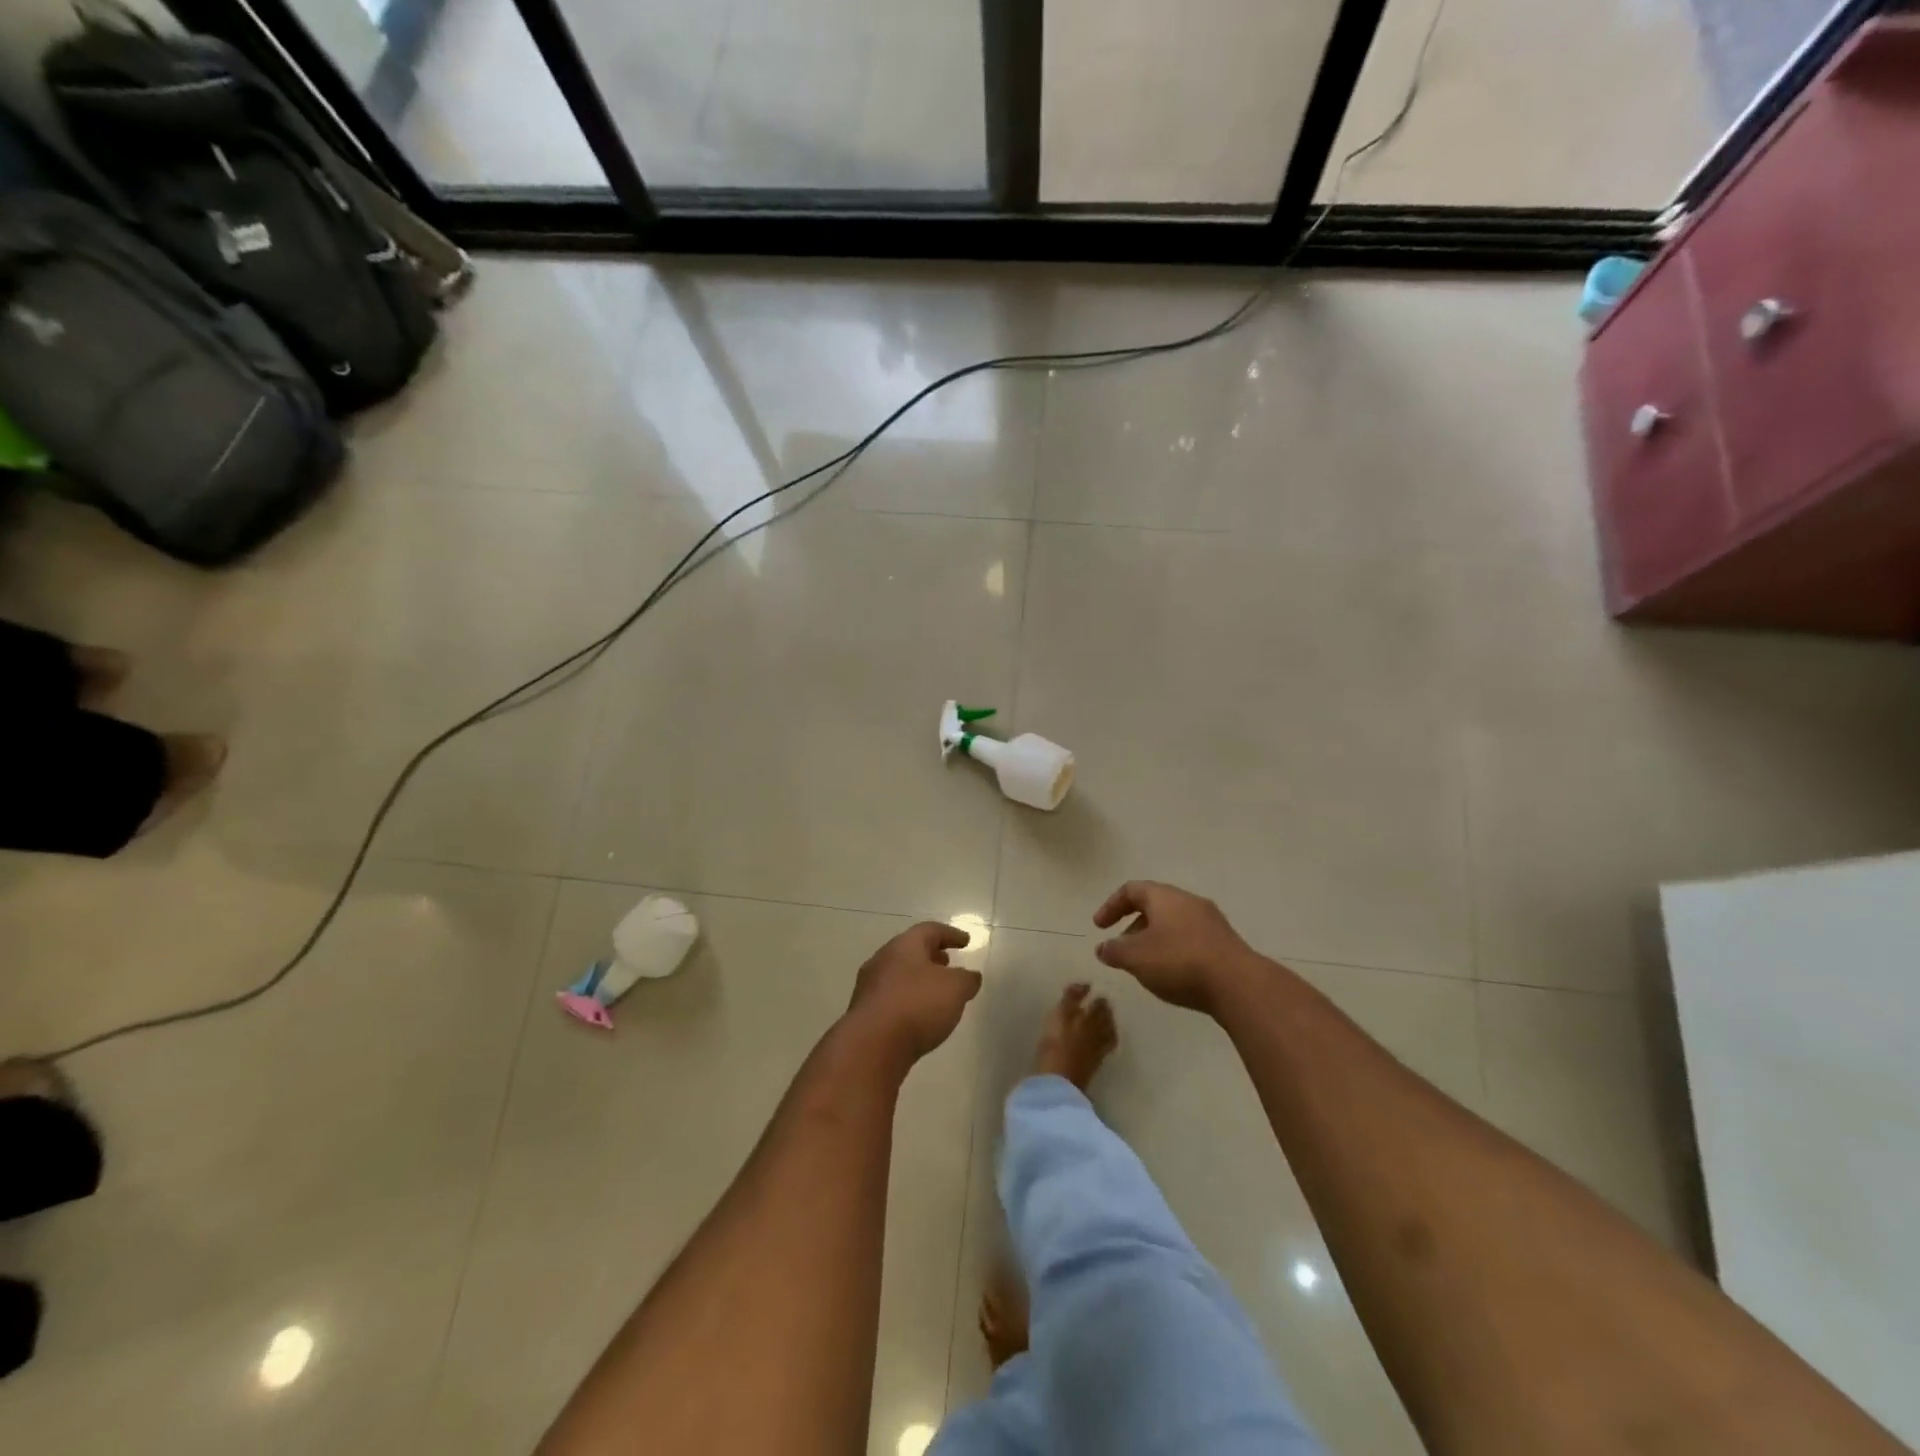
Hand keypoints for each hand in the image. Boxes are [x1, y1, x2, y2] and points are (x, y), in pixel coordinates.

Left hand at [845, 922, 981, 1064]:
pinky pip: (890, 999)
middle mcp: (882, 960)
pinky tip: (918, 1017)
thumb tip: (970, 976)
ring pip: (898, 975)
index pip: (930, 930)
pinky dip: (907, 1001)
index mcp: (904, 946)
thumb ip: (967, 979)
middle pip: (910, 951)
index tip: (966, 942)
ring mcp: (869, 987)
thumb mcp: (955, 989)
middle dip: (931, 956)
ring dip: (918, 979)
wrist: (871, 1046)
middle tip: (948, 963)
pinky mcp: (864, 1014)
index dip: (950, 934)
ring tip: (936, 993)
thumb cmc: (917, 1005)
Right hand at [1093, 881, 1261, 1013]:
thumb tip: (1103, 948)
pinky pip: (1191, 939)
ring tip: (1145, 966)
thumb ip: (1114, 951)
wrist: (1238, 985)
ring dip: (1154, 940)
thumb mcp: (1135, 957)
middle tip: (1122, 949)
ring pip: (1173, 924)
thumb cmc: (1179, 961)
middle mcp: (1189, 901)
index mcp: (1164, 897)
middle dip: (1133, 926)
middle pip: (1154, 906)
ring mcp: (1211, 922)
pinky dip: (1174, 951)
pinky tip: (1173, 975)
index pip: (1131, 890)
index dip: (1111, 906)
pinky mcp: (1225, 943)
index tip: (1099, 927)